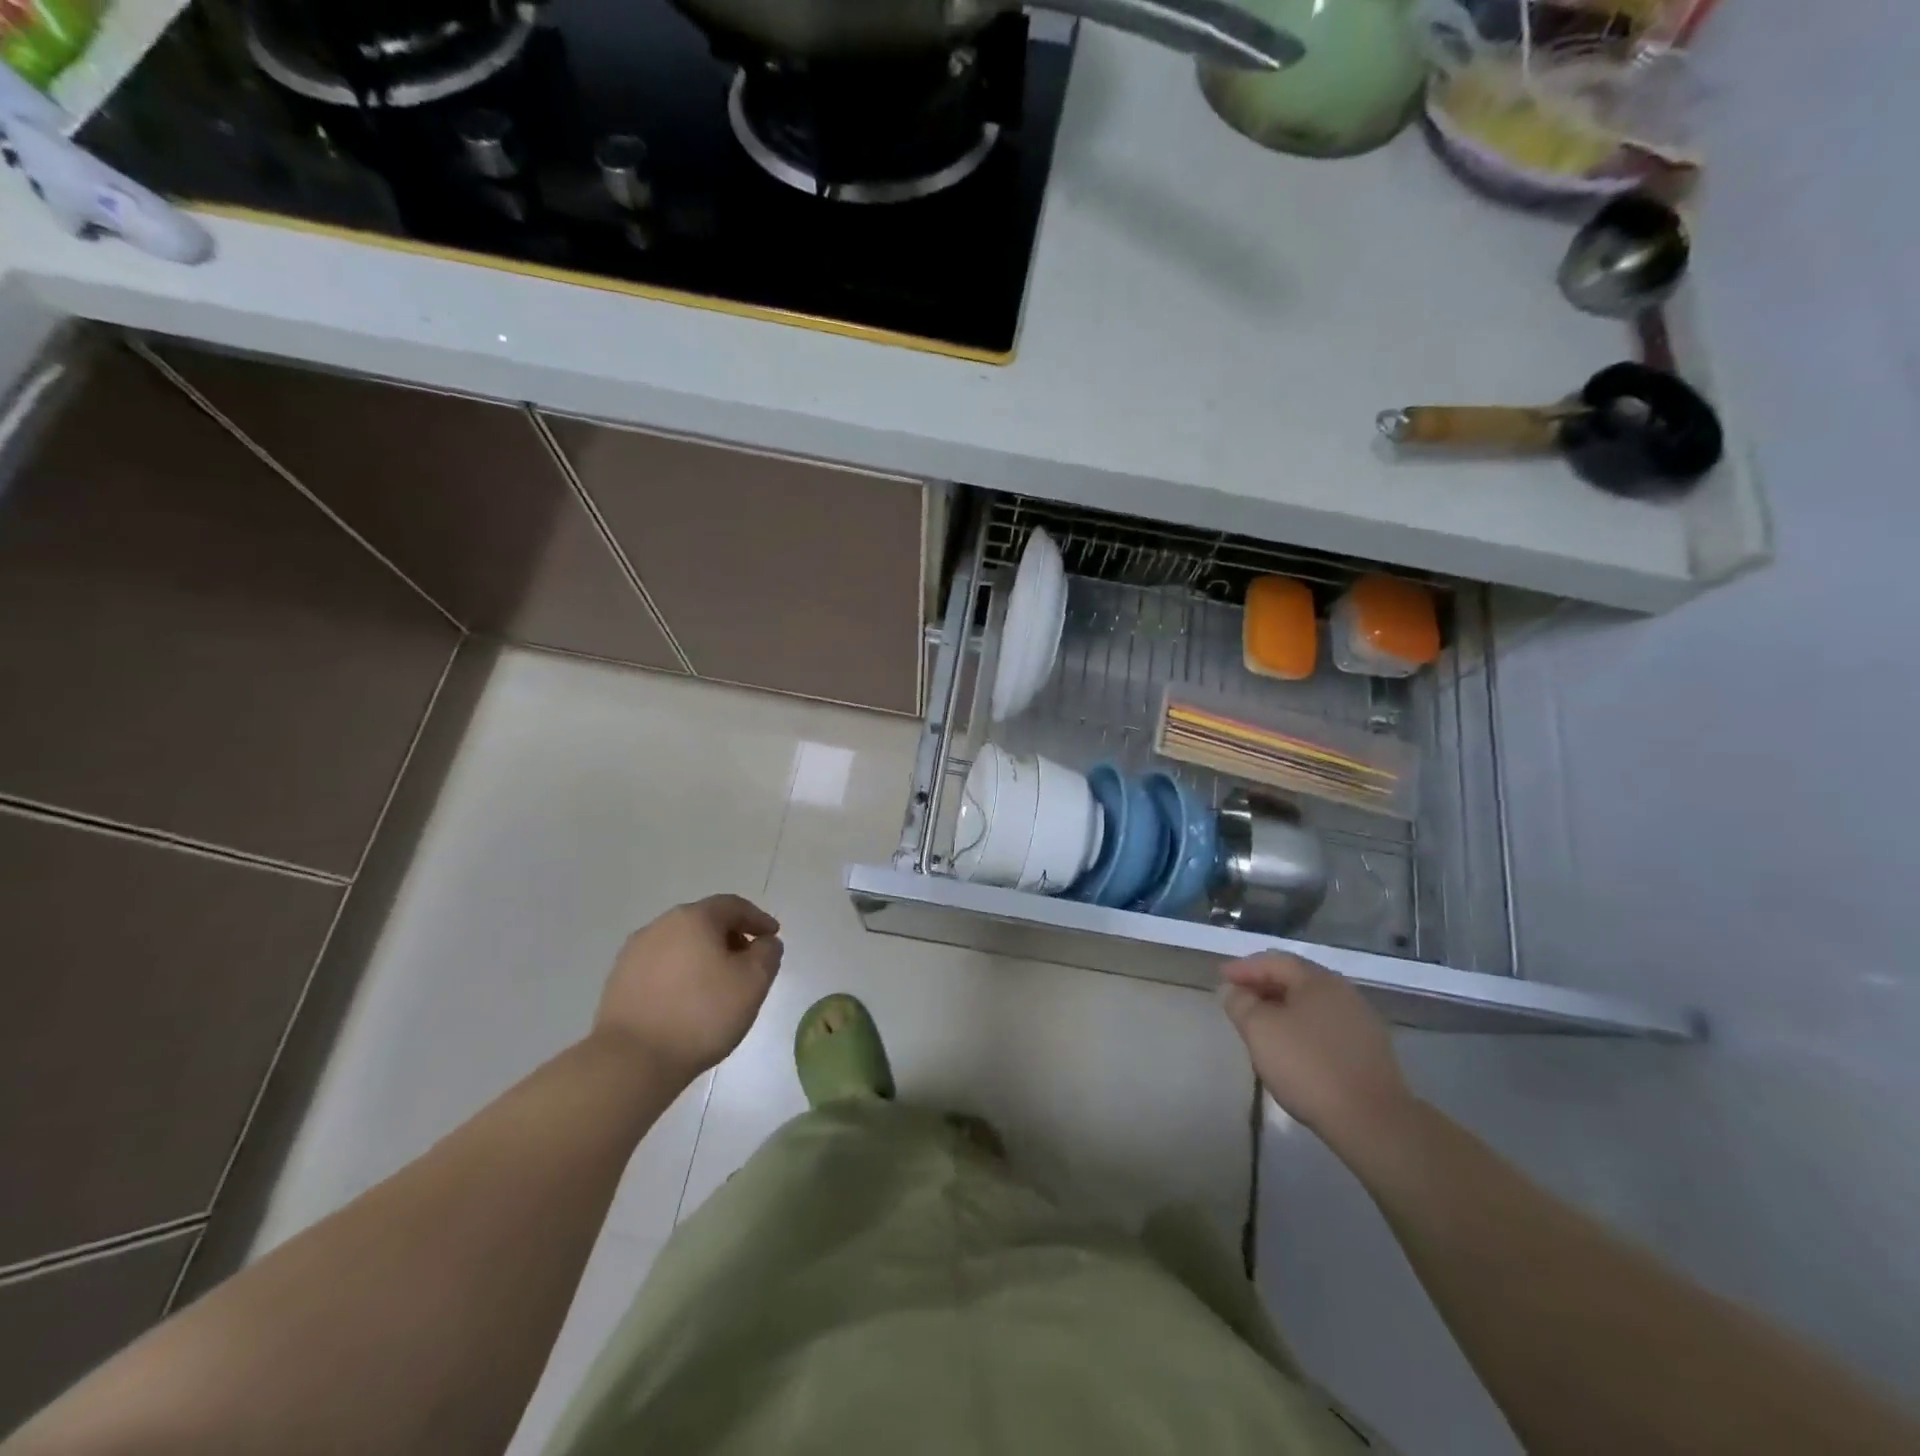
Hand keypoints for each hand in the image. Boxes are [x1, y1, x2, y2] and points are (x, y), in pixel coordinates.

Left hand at [594, 895, 783, 1082]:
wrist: (632, 1061)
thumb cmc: (702, 1014)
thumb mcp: (753, 982)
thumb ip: (768, 953)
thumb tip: (765, 942)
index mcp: (694, 918)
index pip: (733, 906)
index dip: (757, 919)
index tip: (773, 936)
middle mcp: (661, 925)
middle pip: (705, 921)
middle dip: (730, 936)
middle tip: (748, 961)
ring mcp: (634, 952)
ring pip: (681, 943)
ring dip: (704, 955)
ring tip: (718, 984)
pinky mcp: (619, 980)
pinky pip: (661, 966)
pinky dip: (681, 973)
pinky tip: (688, 999)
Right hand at [1221, 952, 1415, 1145]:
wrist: (1372, 1122)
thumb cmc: (1308, 1066)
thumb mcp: (1260, 1030)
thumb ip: (1241, 1003)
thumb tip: (1233, 990)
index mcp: (1318, 980)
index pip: (1273, 961)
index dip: (1243, 968)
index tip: (1220, 979)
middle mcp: (1343, 992)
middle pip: (1294, 979)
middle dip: (1262, 986)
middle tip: (1238, 999)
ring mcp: (1360, 1022)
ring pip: (1311, 1005)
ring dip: (1282, 1008)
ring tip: (1260, 1025)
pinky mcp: (1369, 1051)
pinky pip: (1325, 1027)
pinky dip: (1301, 1028)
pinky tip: (1291, 1048)